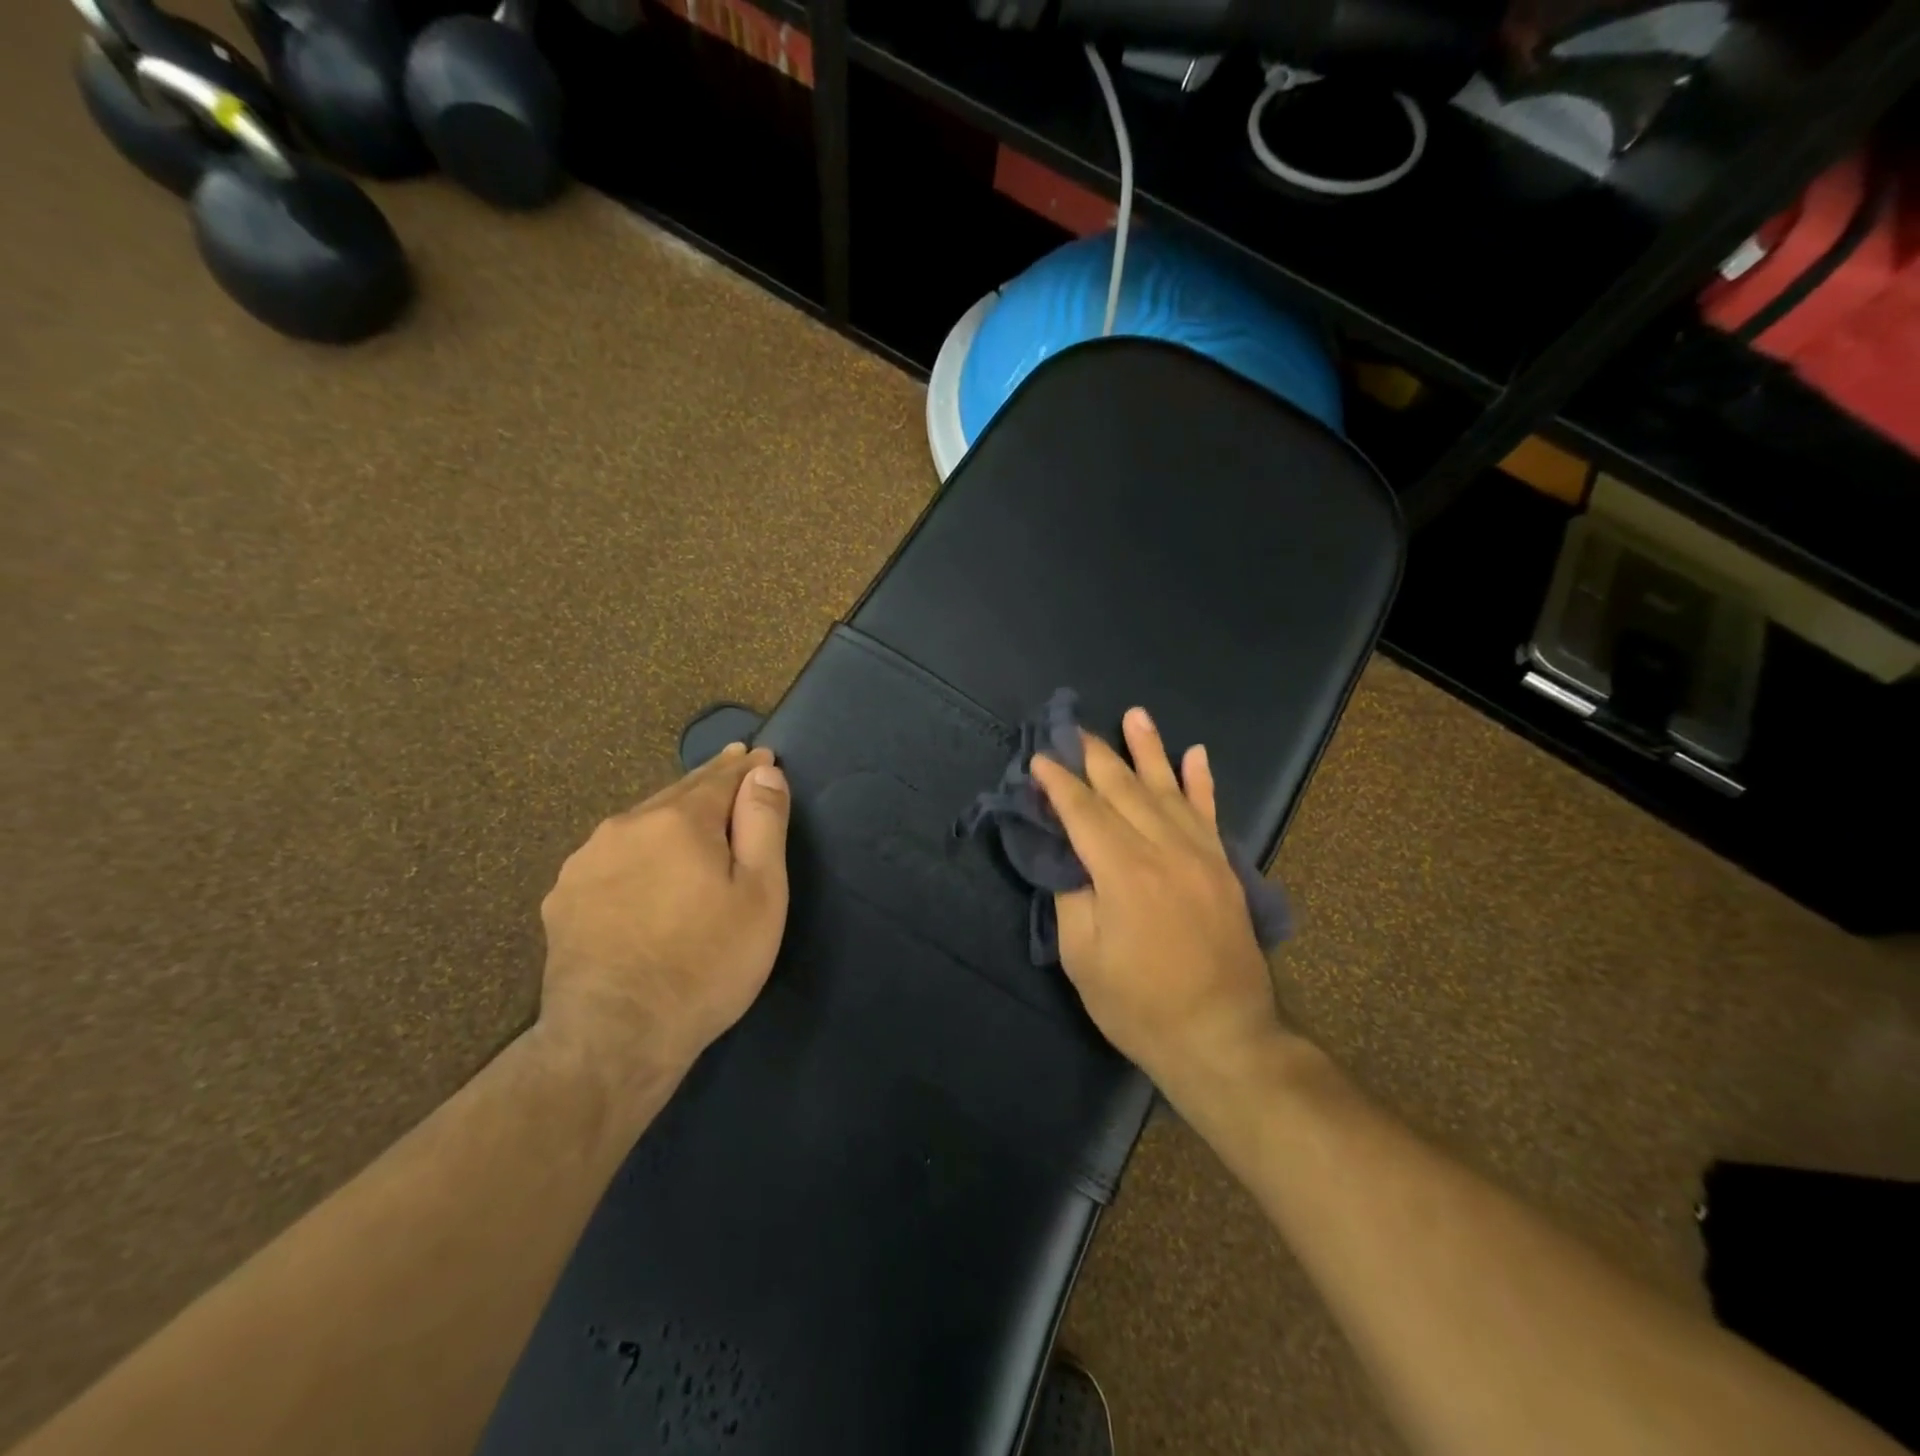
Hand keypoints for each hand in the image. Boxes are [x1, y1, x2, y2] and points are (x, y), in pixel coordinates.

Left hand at [539, 744, 790, 1081]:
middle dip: (709, 782)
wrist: (615, 1039)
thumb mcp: (760, 895)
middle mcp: (626, 826)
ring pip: (640, 823)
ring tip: (691, 815)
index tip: (762, 757)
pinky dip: (638, 850)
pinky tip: (644, 867)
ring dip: (670, 815)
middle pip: (678, 795)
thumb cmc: (706, 964)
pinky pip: (612, 857)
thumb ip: (763, 825)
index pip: (720, 779)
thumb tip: (763, 772)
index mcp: (678, 821)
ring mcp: (586, 861)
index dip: (746, 769)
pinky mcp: (563, 897)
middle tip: (733, 767)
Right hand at [1030, 708, 1285, 1096]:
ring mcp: (1201, 856)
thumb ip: (1072, 897)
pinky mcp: (1223, 869)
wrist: (1223, 1038)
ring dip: (1149, 750)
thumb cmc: (1140, 1006)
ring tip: (1135, 715)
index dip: (1058, 784)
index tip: (1039, 760)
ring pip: (1168, 790)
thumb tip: (1068, 857)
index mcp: (1124, 872)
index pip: (1084, 812)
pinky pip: (1210, 814)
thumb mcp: (1084, 959)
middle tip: (1073, 729)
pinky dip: (1202, 782)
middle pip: (1124, 790)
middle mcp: (1164, 850)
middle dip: (1095, 756)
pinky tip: (1195, 754)